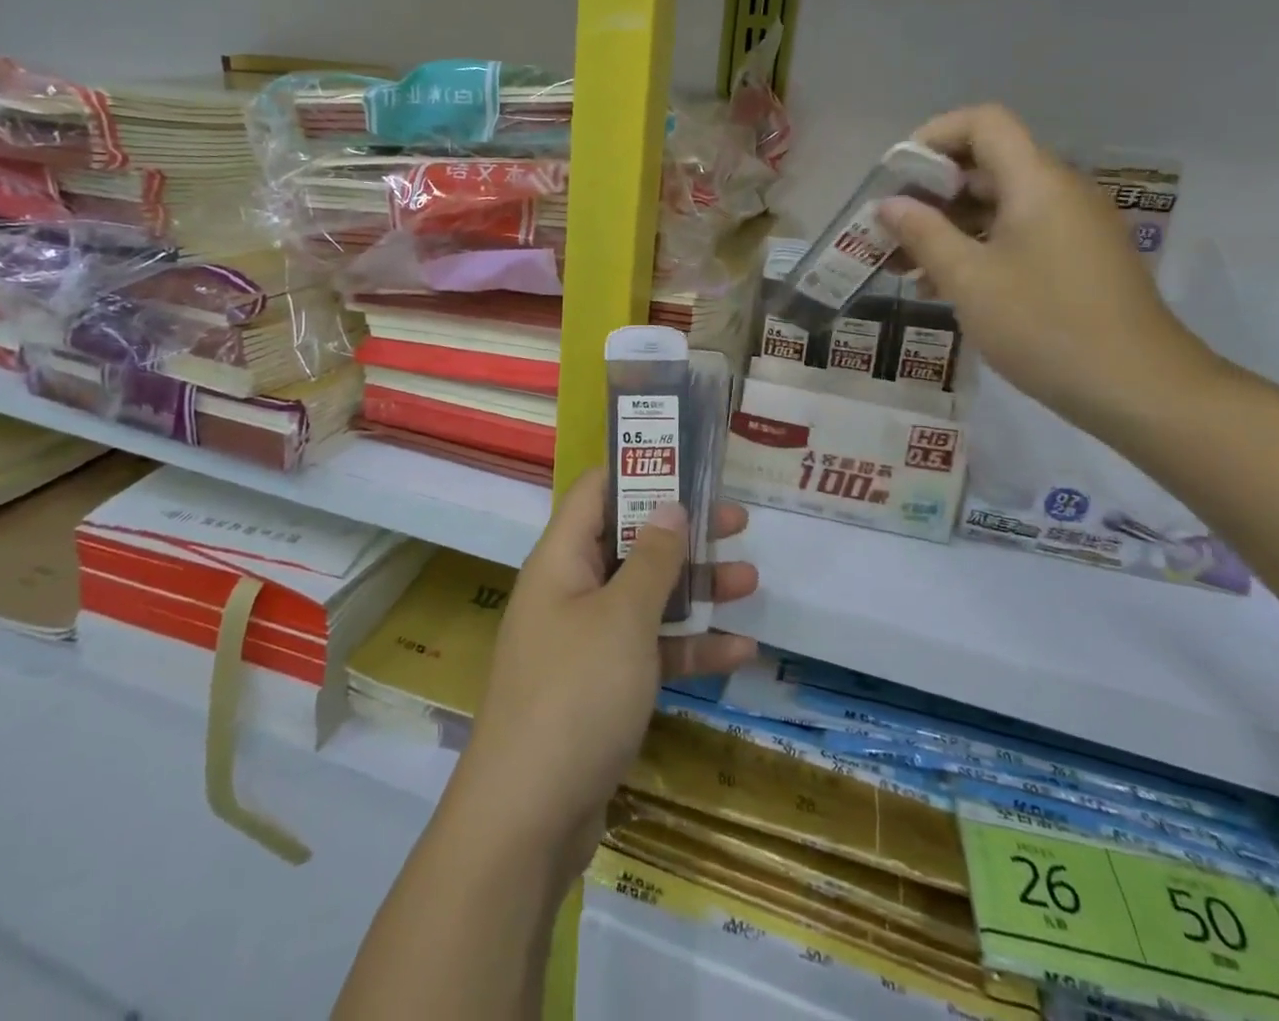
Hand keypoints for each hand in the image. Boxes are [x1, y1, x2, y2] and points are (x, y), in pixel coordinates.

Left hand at [452, 468, 757, 876]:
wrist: (527, 819)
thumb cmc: (575, 695)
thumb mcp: (623, 618)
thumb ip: (651, 560)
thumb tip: (669, 506)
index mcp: (561, 560)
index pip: (596, 491)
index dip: (639, 468)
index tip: (689, 460)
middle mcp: (569, 591)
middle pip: (628, 542)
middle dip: (682, 531)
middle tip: (736, 519)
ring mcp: (585, 642)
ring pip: (645, 598)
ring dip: (694, 590)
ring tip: (750, 580)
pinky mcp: (601, 688)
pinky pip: (649, 651)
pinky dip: (688, 648)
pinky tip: (740, 650)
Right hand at [877, 104, 1219, 435]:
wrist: (1138, 387)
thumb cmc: (1044, 325)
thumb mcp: (969, 280)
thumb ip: (923, 234)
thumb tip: (889, 204)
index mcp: (1036, 182)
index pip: (983, 123)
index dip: (933, 137)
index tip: (895, 177)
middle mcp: (1058, 191)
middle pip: (986, 164)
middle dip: (930, 191)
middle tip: (888, 228)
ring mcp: (1071, 226)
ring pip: (997, 205)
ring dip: (947, 226)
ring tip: (903, 264)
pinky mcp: (1075, 258)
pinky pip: (1015, 234)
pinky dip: (975, 247)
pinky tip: (940, 286)